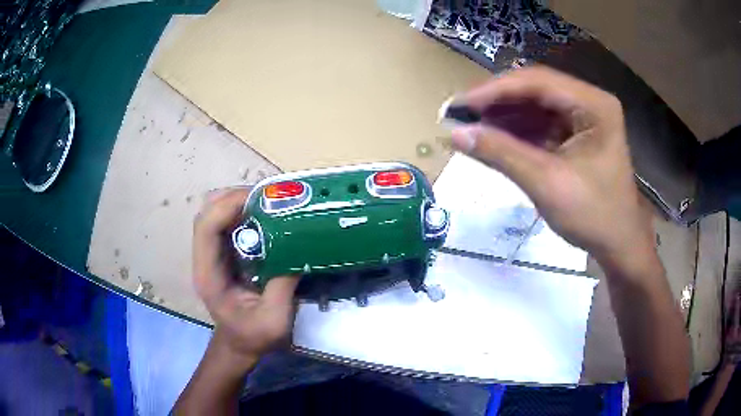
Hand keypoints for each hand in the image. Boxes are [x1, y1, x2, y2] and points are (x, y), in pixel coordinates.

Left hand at [193, 188, 299, 361]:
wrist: (241, 344)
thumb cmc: (253, 336)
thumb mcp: (274, 320)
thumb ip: (282, 286)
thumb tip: (299, 249)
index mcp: (209, 274)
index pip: (206, 227)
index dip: (227, 206)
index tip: (260, 199)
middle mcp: (206, 258)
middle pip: (208, 212)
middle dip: (235, 197)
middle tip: (269, 198)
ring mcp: (214, 253)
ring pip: (217, 212)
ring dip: (241, 202)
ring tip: (270, 203)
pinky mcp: (225, 253)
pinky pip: (229, 222)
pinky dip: (246, 212)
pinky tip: (267, 215)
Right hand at [451, 66, 654, 270]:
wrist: (619, 245)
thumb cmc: (594, 216)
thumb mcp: (547, 184)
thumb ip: (502, 154)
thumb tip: (455, 134)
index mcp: (594, 105)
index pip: (538, 82)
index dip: (496, 90)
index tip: (460, 105)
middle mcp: (589, 102)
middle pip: (535, 89)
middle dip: (497, 102)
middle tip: (460, 115)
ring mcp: (583, 117)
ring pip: (535, 106)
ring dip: (503, 116)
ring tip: (471, 127)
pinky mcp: (576, 134)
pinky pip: (541, 124)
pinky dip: (517, 131)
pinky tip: (494, 138)